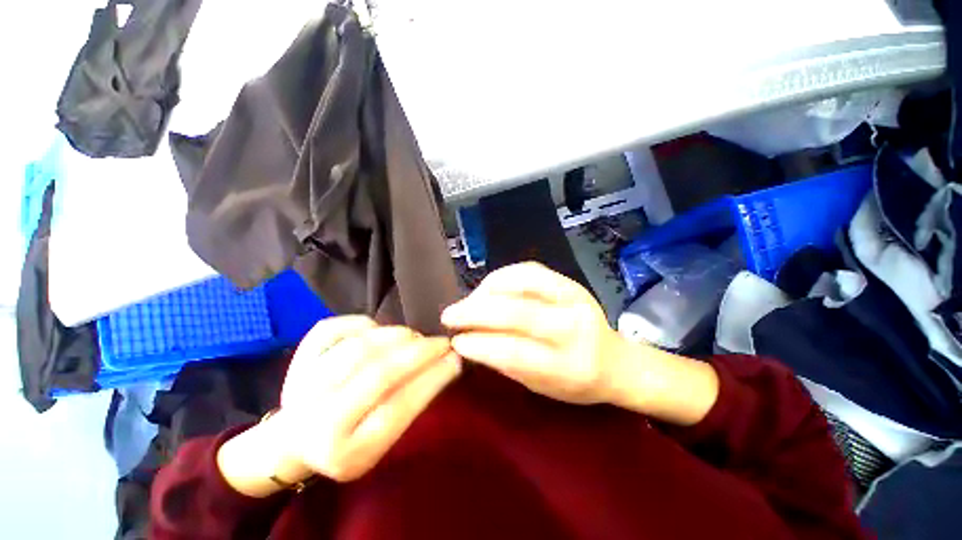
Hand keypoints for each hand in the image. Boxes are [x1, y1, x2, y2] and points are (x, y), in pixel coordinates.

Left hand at [218, 316, 460, 494]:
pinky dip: (362, 323)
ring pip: (359, 347)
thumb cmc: (348, 442)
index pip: (399, 407)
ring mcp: (303, 386)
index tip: (456, 359)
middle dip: (420, 352)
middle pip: (379, 374)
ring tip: (414, 337)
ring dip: (396, 336)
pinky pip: (333, 328)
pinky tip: (377, 331)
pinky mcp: (297, 360)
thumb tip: (444, 363)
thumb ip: (409, 406)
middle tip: (442, 342)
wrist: (294, 440)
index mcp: (346, 452)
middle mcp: (320, 421)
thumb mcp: (380, 443)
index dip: (432, 378)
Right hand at [441, 262, 621, 404]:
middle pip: (517, 311)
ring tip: (469, 302)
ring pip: (521, 281)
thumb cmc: (576, 382)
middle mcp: (575, 327)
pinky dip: (502, 277)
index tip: (455, 341)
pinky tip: (489, 288)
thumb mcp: (541, 386)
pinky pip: (528, 269)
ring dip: (486, 290)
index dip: (480, 344)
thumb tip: (468, 339)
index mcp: (570, 366)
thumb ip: (505, 362)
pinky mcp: (569, 280)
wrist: (616, 361)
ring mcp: (574, 297)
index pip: (515, 352)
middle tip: (450, 315)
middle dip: (475, 311)